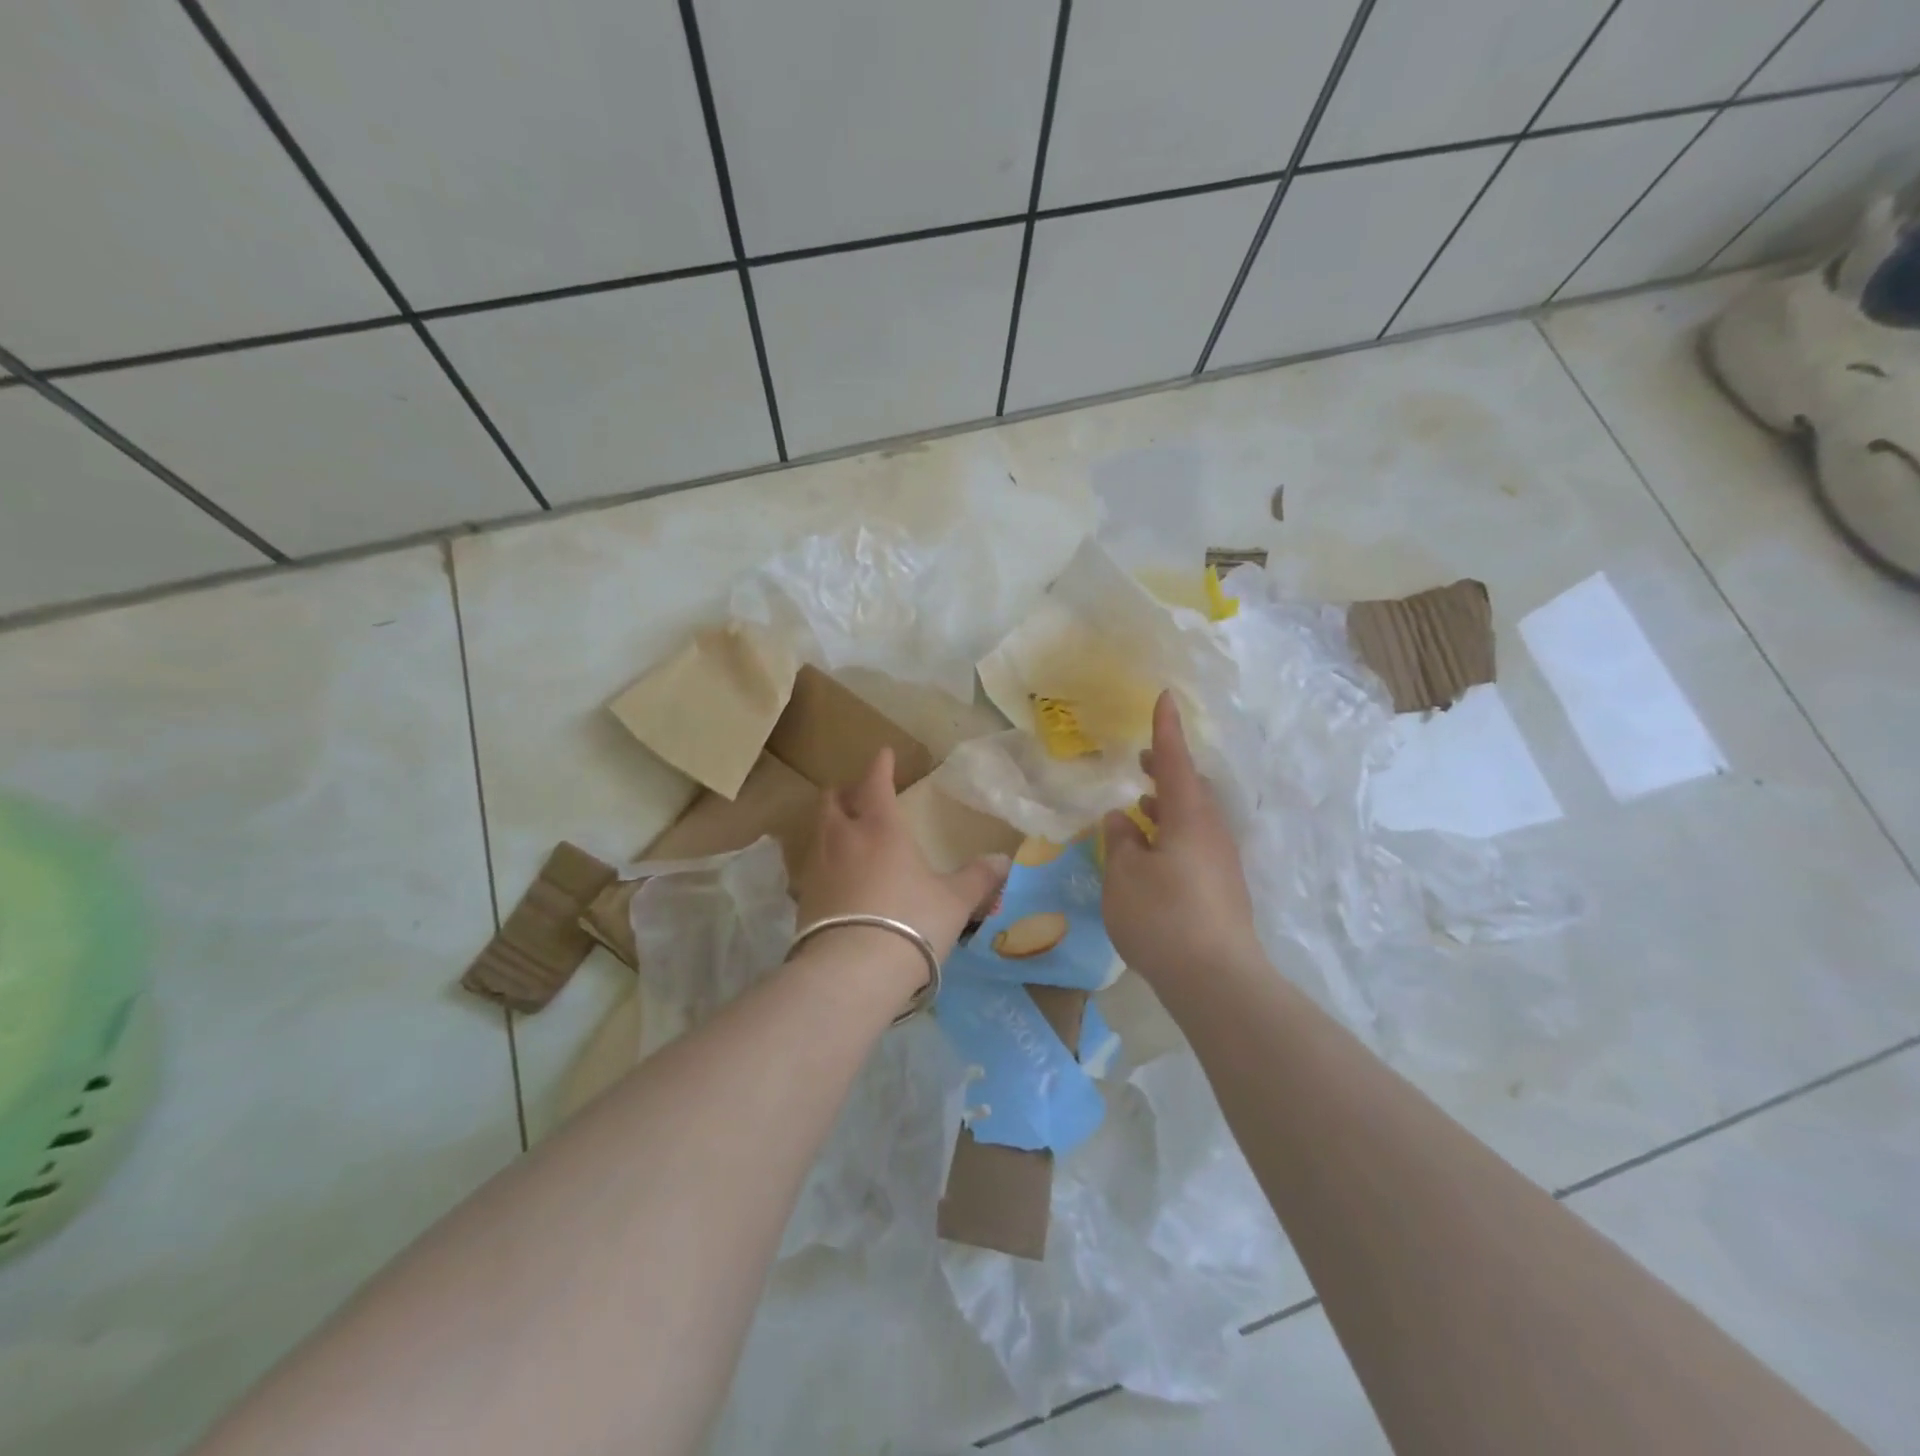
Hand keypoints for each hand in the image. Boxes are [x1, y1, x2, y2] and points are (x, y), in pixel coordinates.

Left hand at [795, 747, 1009, 964]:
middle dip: (845, 792)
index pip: (875, 783)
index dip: (879, 766)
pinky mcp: (803, 900)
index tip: (883, 753)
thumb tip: (1003, 860)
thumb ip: (977, 878)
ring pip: (818, 832)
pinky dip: (824, 861)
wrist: (852, 972)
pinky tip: (837, 877)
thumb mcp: (954, 901)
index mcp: (880, 828)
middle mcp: (843, 839)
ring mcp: (817, 868)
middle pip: (832, 802)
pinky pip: (812, 867)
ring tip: (846, 832)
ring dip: (831, 825)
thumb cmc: (910, 921)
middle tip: (858, 793)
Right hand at [1102, 692, 1261, 986]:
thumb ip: (1121, 841)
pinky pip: (1195, 845)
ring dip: (1167, 807)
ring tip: (1138, 810)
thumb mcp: (1125, 876)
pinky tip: (1151, 856)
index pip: (1176, 762)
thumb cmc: (1163, 918)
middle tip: (1142, 762)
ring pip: (1193, 819)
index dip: (1166, 730)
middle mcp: (1212, 832)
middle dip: (1166, 772)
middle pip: (1191, 790)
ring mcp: (1222, 862)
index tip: (1165, 697)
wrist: (1217, 980)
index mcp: (1189, 818)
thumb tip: (1123, 819)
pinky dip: (1172, 835)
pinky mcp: (1223, 889)